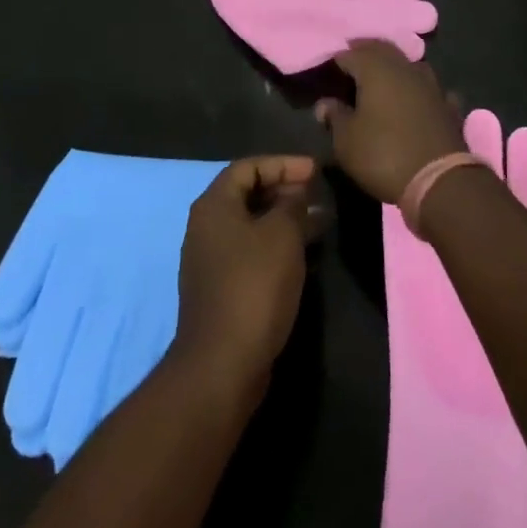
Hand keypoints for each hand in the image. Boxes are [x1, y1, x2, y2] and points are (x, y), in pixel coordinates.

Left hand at [173, 155, 318, 399]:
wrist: (223, 363)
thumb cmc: (253, 286)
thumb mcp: (282, 235)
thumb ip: (292, 204)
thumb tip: (297, 191)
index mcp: (214, 205)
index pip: (248, 167)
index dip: (283, 164)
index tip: (315, 170)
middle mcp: (207, 227)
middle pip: (248, 194)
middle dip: (285, 191)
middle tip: (317, 194)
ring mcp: (211, 260)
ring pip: (252, 225)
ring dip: (285, 220)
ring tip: (319, 222)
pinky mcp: (222, 288)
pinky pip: (252, 252)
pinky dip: (277, 246)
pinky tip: (304, 255)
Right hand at [317, 40, 465, 204]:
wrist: (439, 181)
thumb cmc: (383, 155)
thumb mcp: (346, 140)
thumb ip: (335, 116)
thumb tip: (325, 103)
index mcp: (376, 69)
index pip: (351, 54)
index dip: (338, 59)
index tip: (328, 68)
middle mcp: (404, 68)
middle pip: (382, 50)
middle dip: (366, 52)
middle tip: (352, 59)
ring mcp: (430, 85)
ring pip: (408, 64)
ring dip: (393, 66)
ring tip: (380, 76)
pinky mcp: (447, 105)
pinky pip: (428, 88)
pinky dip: (418, 89)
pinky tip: (416, 97)